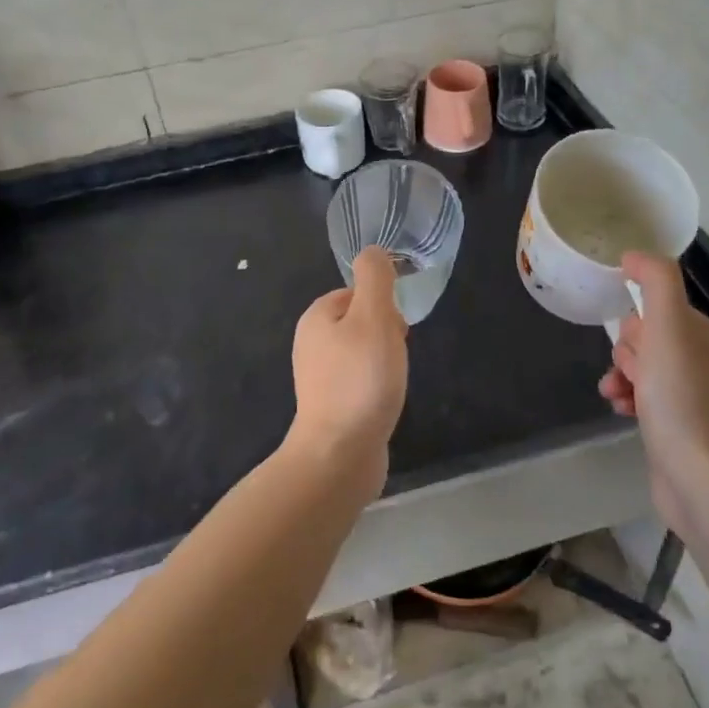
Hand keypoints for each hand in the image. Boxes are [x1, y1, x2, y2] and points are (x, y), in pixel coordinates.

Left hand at [288, 246, 408, 494]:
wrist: (339, 456)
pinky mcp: (330, 406)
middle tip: (395, 357)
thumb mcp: (373, 319)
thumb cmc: (360, 381)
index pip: (357, 293)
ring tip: (392, 382)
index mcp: (316, 317)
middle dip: (386, 335)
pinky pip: (360, 381)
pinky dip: (376, 386)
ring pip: (363, 353)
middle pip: (361, 322)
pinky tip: (384, 401)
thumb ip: (375, 280)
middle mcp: (312, 343)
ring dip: (384, 362)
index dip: (383, 306)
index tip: (396, 330)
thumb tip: (373, 251)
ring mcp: (319, 377)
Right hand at [599, 252, 708, 520]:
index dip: (638, 327)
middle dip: (629, 354)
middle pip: (650, 339)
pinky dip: (630, 398)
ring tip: (617, 394)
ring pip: (645, 368)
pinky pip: (648, 397)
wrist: (700, 481)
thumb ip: (655, 282)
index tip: (636, 349)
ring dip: (623, 376)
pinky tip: (620, 410)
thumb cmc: (683, 400)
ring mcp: (701, 399)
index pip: (662, 311)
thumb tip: (633, 256)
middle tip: (633, 375)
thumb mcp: (669, 328)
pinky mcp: (686, 429)